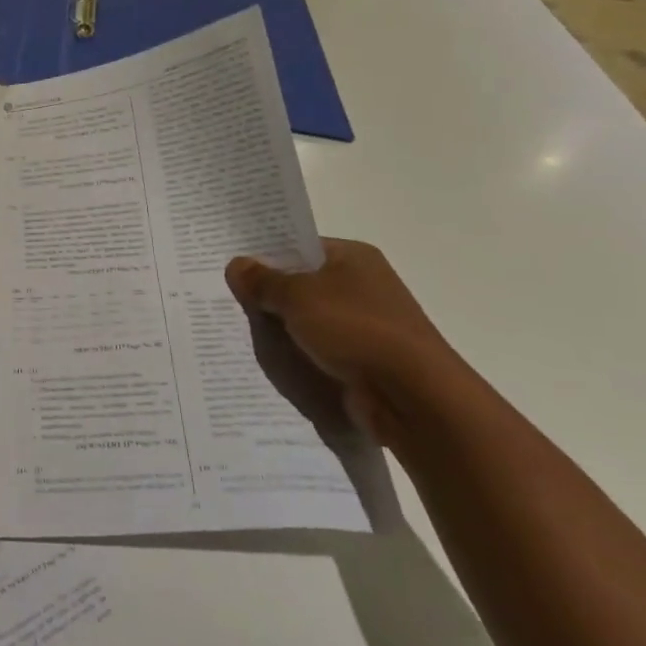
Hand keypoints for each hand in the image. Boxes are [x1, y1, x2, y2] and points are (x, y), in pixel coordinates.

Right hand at [225, 239, 464, 447]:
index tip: (234, 271)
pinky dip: (301, 357)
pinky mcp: (366, 361)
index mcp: (353, 257)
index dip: (266, 257)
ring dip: (285, 331)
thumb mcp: (297, 296)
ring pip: (309, 322)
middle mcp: (363, 285)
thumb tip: (235, 265)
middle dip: (271, 297)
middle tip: (232, 304)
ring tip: (247, 335)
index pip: (300, 247)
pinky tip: (275, 364)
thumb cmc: (355, 329)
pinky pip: (321, 352)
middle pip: (302, 285)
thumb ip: (262, 281)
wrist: (413, 397)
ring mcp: (367, 325)